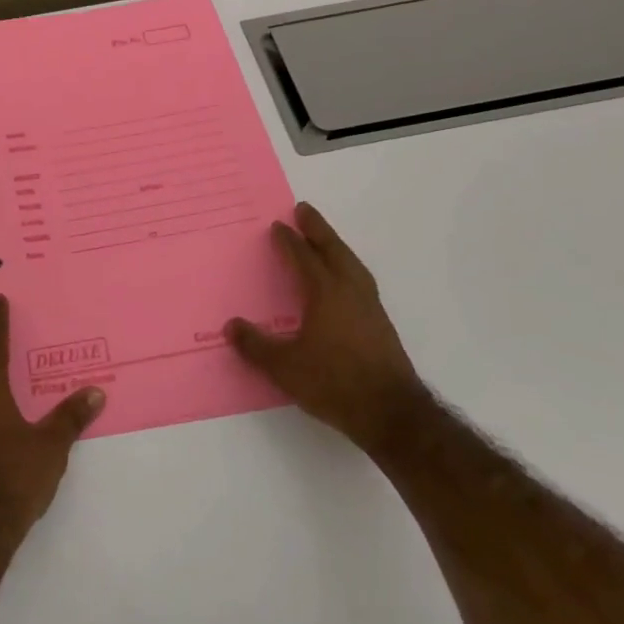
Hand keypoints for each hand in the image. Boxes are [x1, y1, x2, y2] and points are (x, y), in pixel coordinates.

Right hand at [226, 202, 426, 449]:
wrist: (391, 413)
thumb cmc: (334, 382)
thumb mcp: (284, 367)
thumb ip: (256, 345)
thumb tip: (231, 327)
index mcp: (325, 292)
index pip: (304, 257)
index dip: (289, 241)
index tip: (277, 226)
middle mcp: (350, 290)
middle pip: (333, 249)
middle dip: (317, 229)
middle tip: (304, 210)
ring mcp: (370, 306)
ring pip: (351, 263)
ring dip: (336, 245)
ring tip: (324, 238)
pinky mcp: (380, 323)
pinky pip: (359, 279)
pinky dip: (347, 266)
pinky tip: (342, 279)